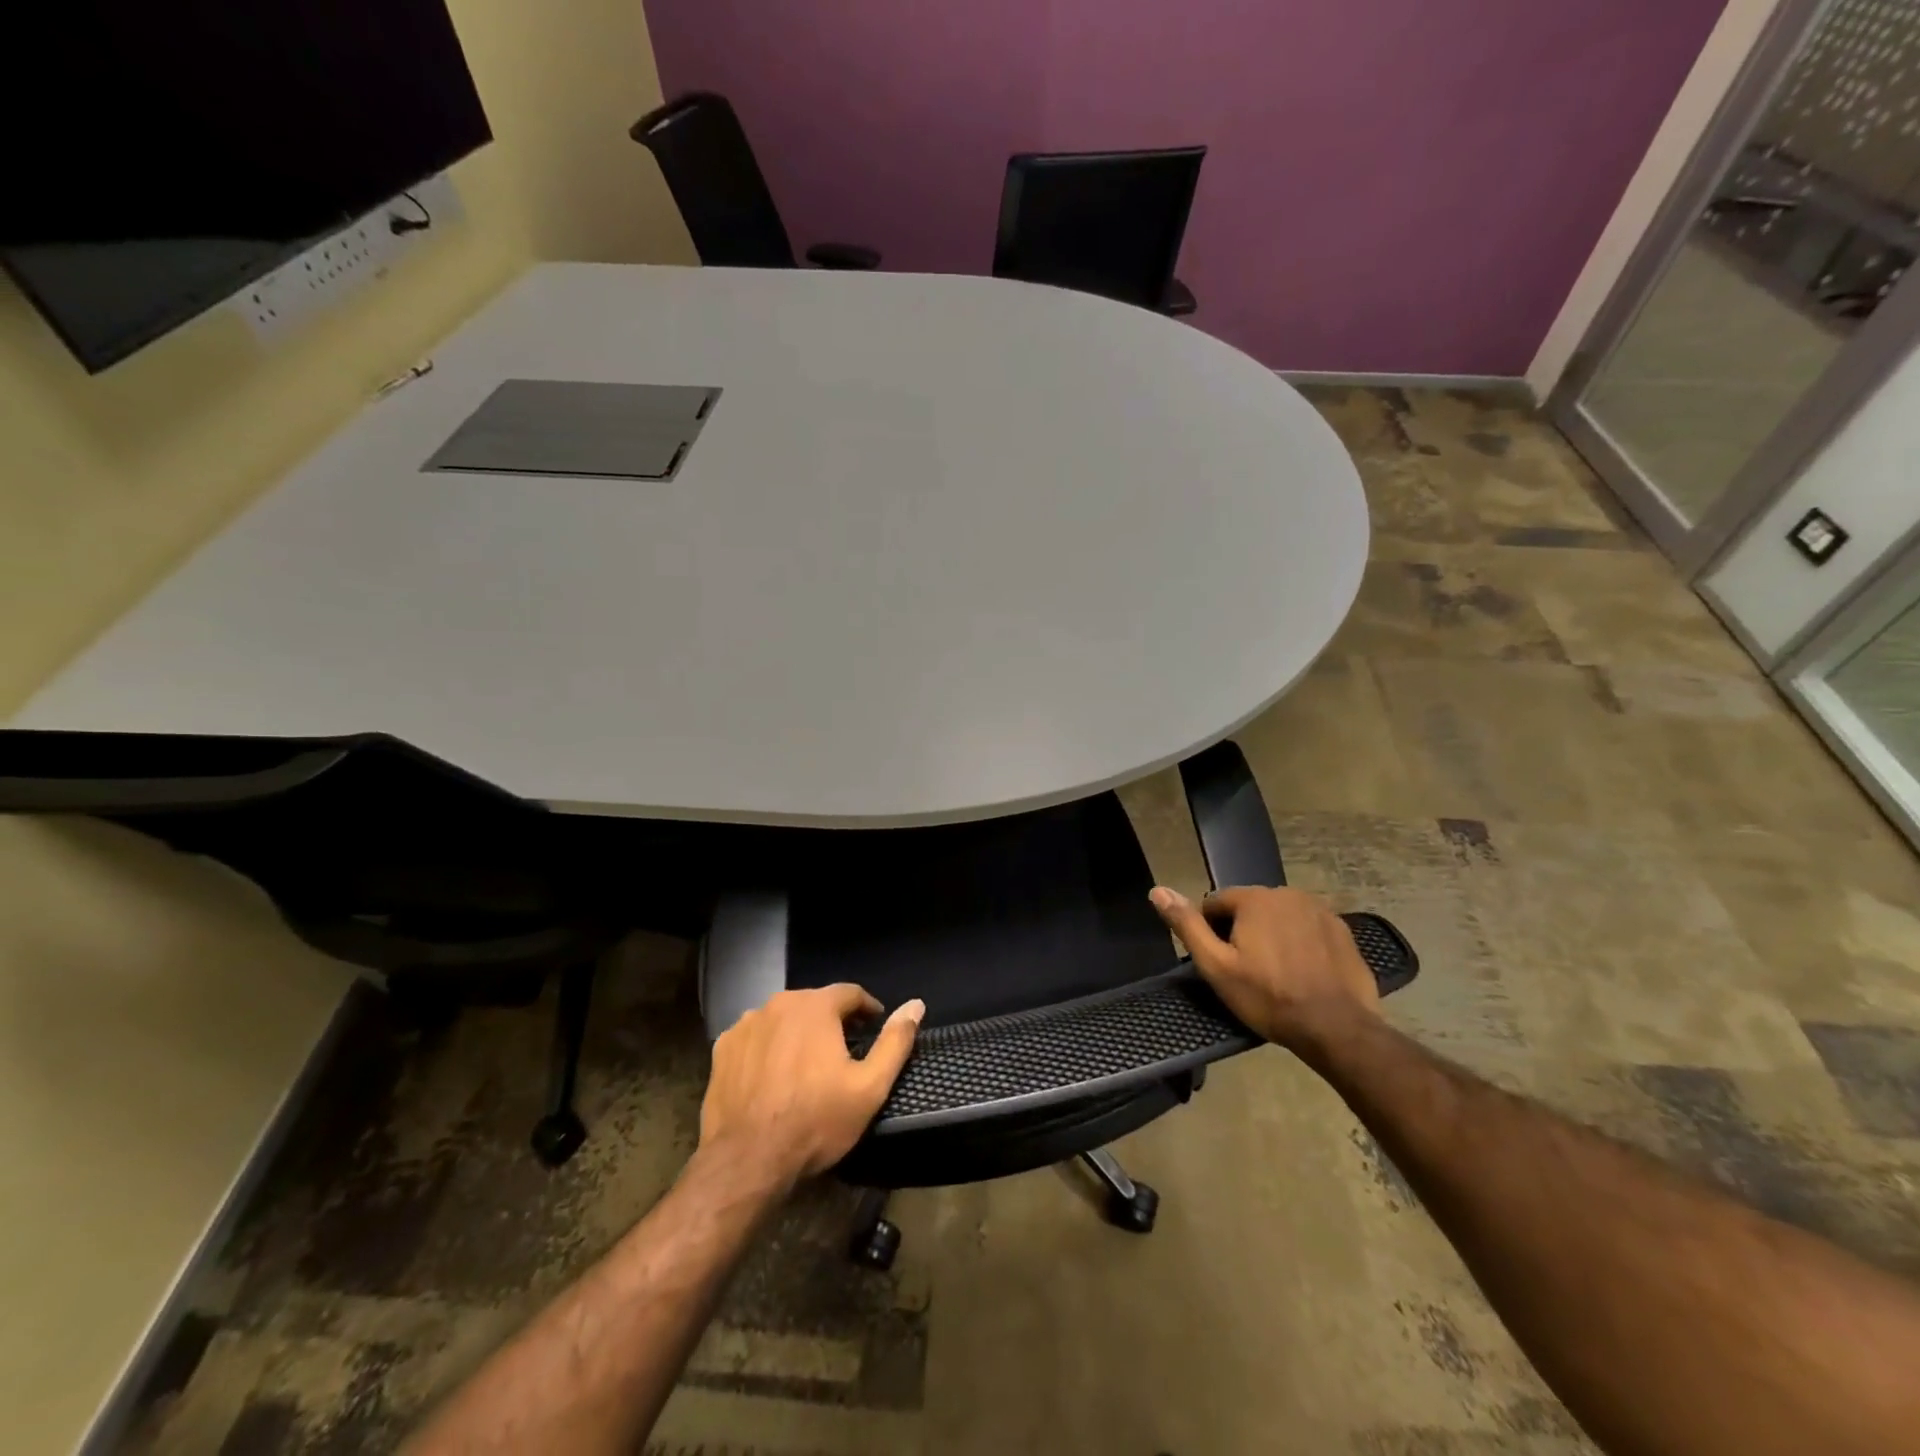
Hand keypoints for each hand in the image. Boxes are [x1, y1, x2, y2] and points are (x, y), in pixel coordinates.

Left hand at [699, 985, 923, 1187]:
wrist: (746, 1161)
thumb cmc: (815, 1121)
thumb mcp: (869, 1087)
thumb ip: (895, 1042)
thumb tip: (915, 1005)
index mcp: (815, 1006)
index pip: (850, 993)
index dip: (866, 1009)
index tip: (874, 1026)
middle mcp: (778, 1003)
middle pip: (814, 1002)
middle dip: (832, 1020)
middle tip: (843, 1049)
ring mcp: (746, 1024)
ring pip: (783, 1018)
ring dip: (798, 1031)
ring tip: (807, 1063)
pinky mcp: (723, 1048)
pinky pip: (755, 1036)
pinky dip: (768, 1046)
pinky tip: (772, 1074)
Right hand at [1149, 885, 1379, 1052]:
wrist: (1337, 1028)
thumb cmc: (1268, 997)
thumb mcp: (1216, 966)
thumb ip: (1187, 925)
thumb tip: (1157, 890)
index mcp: (1254, 898)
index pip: (1216, 902)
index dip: (1211, 931)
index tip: (1220, 961)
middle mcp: (1287, 893)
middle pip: (1250, 908)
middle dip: (1242, 931)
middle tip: (1246, 970)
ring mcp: (1320, 910)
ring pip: (1280, 917)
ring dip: (1272, 935)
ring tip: (1275, 973)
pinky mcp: (1342, 930)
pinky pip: (1307, 928)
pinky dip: (1300, 943)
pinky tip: (1302, 972)